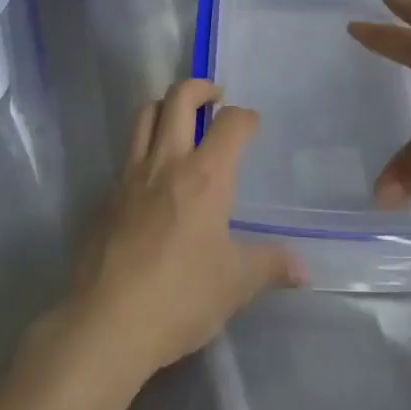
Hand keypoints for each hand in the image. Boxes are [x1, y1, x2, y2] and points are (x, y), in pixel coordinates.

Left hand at [66, 78, 303, 382]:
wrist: (107, 321)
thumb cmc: (180, 297)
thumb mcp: (235, 285)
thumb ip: (270, 266)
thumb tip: (303, 268)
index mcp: (205, 176)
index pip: (231, 124)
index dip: (246, 118)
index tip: (252, 125)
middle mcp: (167, 162)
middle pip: (179, 98)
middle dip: (200, 87)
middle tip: (215, 99)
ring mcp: (132, 175)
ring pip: (145, 114)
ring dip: (166, 106)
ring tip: (181, 121)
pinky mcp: (108, 195)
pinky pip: (129, 153)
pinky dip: (145, 147)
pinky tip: (154, 177)